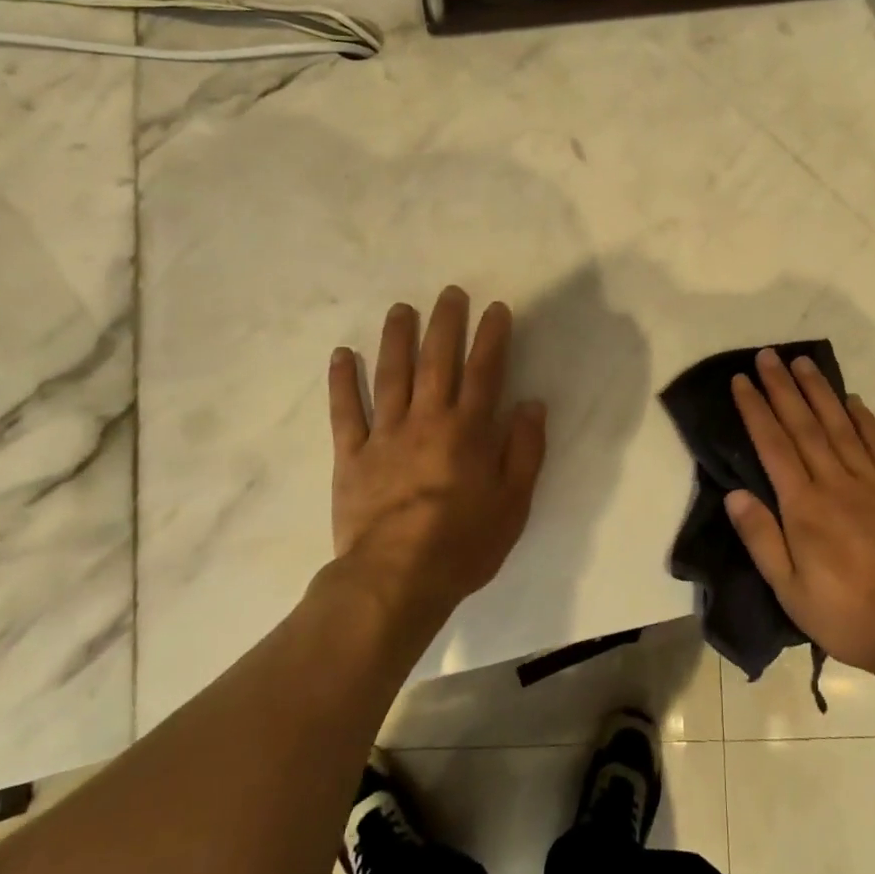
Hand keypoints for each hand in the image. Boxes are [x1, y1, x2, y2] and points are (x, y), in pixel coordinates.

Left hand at [327, 286, 546, 629]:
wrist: (395, 580)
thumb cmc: (463, 544)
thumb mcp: (514, 503)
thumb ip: (525, 450)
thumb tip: (531, 404)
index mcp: (468, 431)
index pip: (485, 371)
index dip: (492, 336)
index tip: (495, 308)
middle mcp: (427, 420)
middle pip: (437, 361)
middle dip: (445, 323)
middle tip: (449, 293)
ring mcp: (385, 435)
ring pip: (391, 375)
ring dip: (396, 338)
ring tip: (401, 308)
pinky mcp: (352, 456)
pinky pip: (345, 411)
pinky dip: (343, 381)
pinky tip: (343, 354)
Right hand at [726, 348, 874, 678]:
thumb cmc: (846, 614)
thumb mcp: (790, 590)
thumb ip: (761, 538)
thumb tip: (735, 494)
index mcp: (804, 507)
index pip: (773, 446)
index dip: (756, 410)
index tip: (742, 380)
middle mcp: (835, 483)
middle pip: (804, 426)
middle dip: (783, 388)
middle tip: (769, 355)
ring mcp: (873, 483)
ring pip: (840, 426)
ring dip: (819, 392)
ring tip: (803, 363)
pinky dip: (865, 420)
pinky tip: (853, 400)